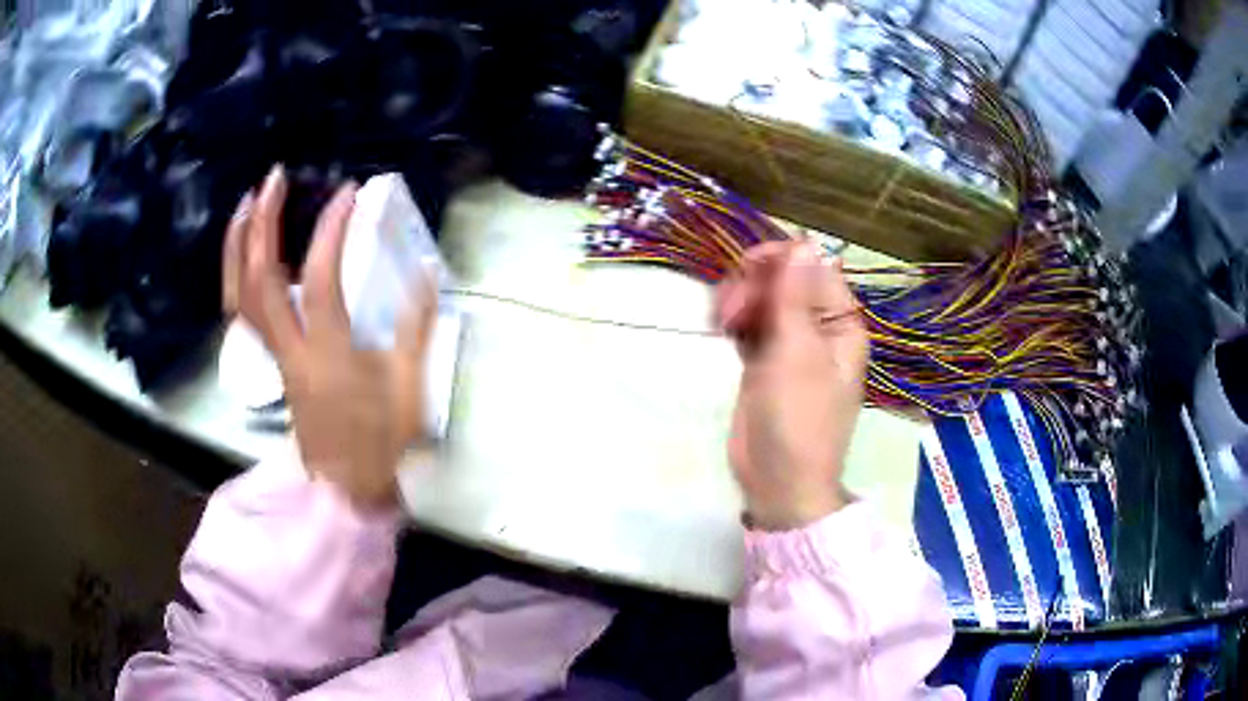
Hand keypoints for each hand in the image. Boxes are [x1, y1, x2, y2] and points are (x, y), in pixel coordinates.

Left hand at [222, 166, 436, 509]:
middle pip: (260, 279)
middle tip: (273, 178)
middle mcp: (290, 347)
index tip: (347, 191)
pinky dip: (235, 275)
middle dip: (262, 222)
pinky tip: (244, 250)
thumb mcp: (408, 385)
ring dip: (237, 245)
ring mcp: (273, 354)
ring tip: (246, 202)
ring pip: (239, 295)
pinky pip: (240, 312)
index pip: (320, 278)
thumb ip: (416, 325)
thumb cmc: (378, 438)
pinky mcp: (270, 359)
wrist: (344, 482)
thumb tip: (427, 270)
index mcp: (328, 352)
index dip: (330, 229)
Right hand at [716, 242, 867, 529]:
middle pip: (784, 280)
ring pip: (762, 300)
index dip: (781, 259)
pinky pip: (750, 324)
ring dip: (739, 301)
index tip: (746, 267)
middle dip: (754, 285)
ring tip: (721, 324)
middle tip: (730, 313)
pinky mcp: (764, 362)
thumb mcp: (797, 354)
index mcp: (840, 323)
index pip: (814, 268)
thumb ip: (796, 296)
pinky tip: (720, 330)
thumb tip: (807, 241)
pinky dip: (735, 321)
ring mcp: (790, 345)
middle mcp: (818, 328)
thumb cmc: (798, 419)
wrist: (779, 482)